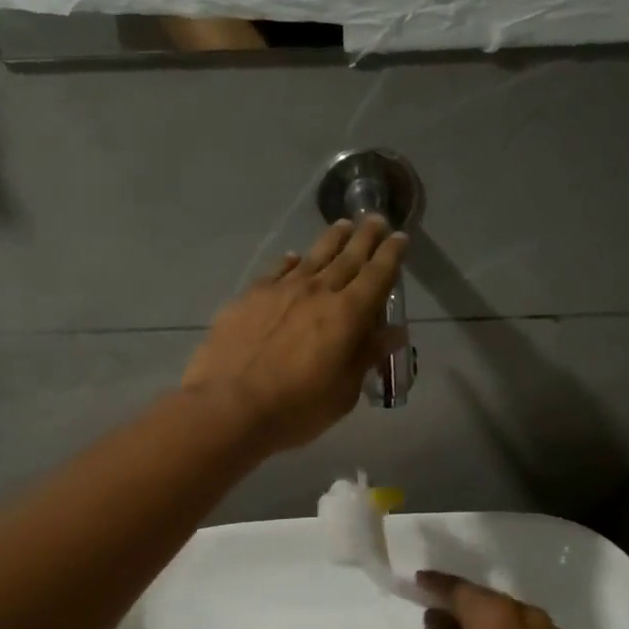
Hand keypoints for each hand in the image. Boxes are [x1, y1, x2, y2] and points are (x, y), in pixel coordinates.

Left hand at [182, 217, 407, 452]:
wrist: (228, 406)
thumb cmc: (295, 408)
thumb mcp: (343, 392)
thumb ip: (367, 356)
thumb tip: (395, 332)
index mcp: (347, 315)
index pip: (377, 275)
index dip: (391, 254)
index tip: (399, 236)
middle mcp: (317, 291)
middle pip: (347, 257)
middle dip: (364, 237)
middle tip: (374, 219)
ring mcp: (280, 290)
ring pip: (312, 256)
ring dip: (331, 240)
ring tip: (342, 225)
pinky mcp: (249, 296)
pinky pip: (276, 271)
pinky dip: (290, 262)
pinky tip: (292, 258)